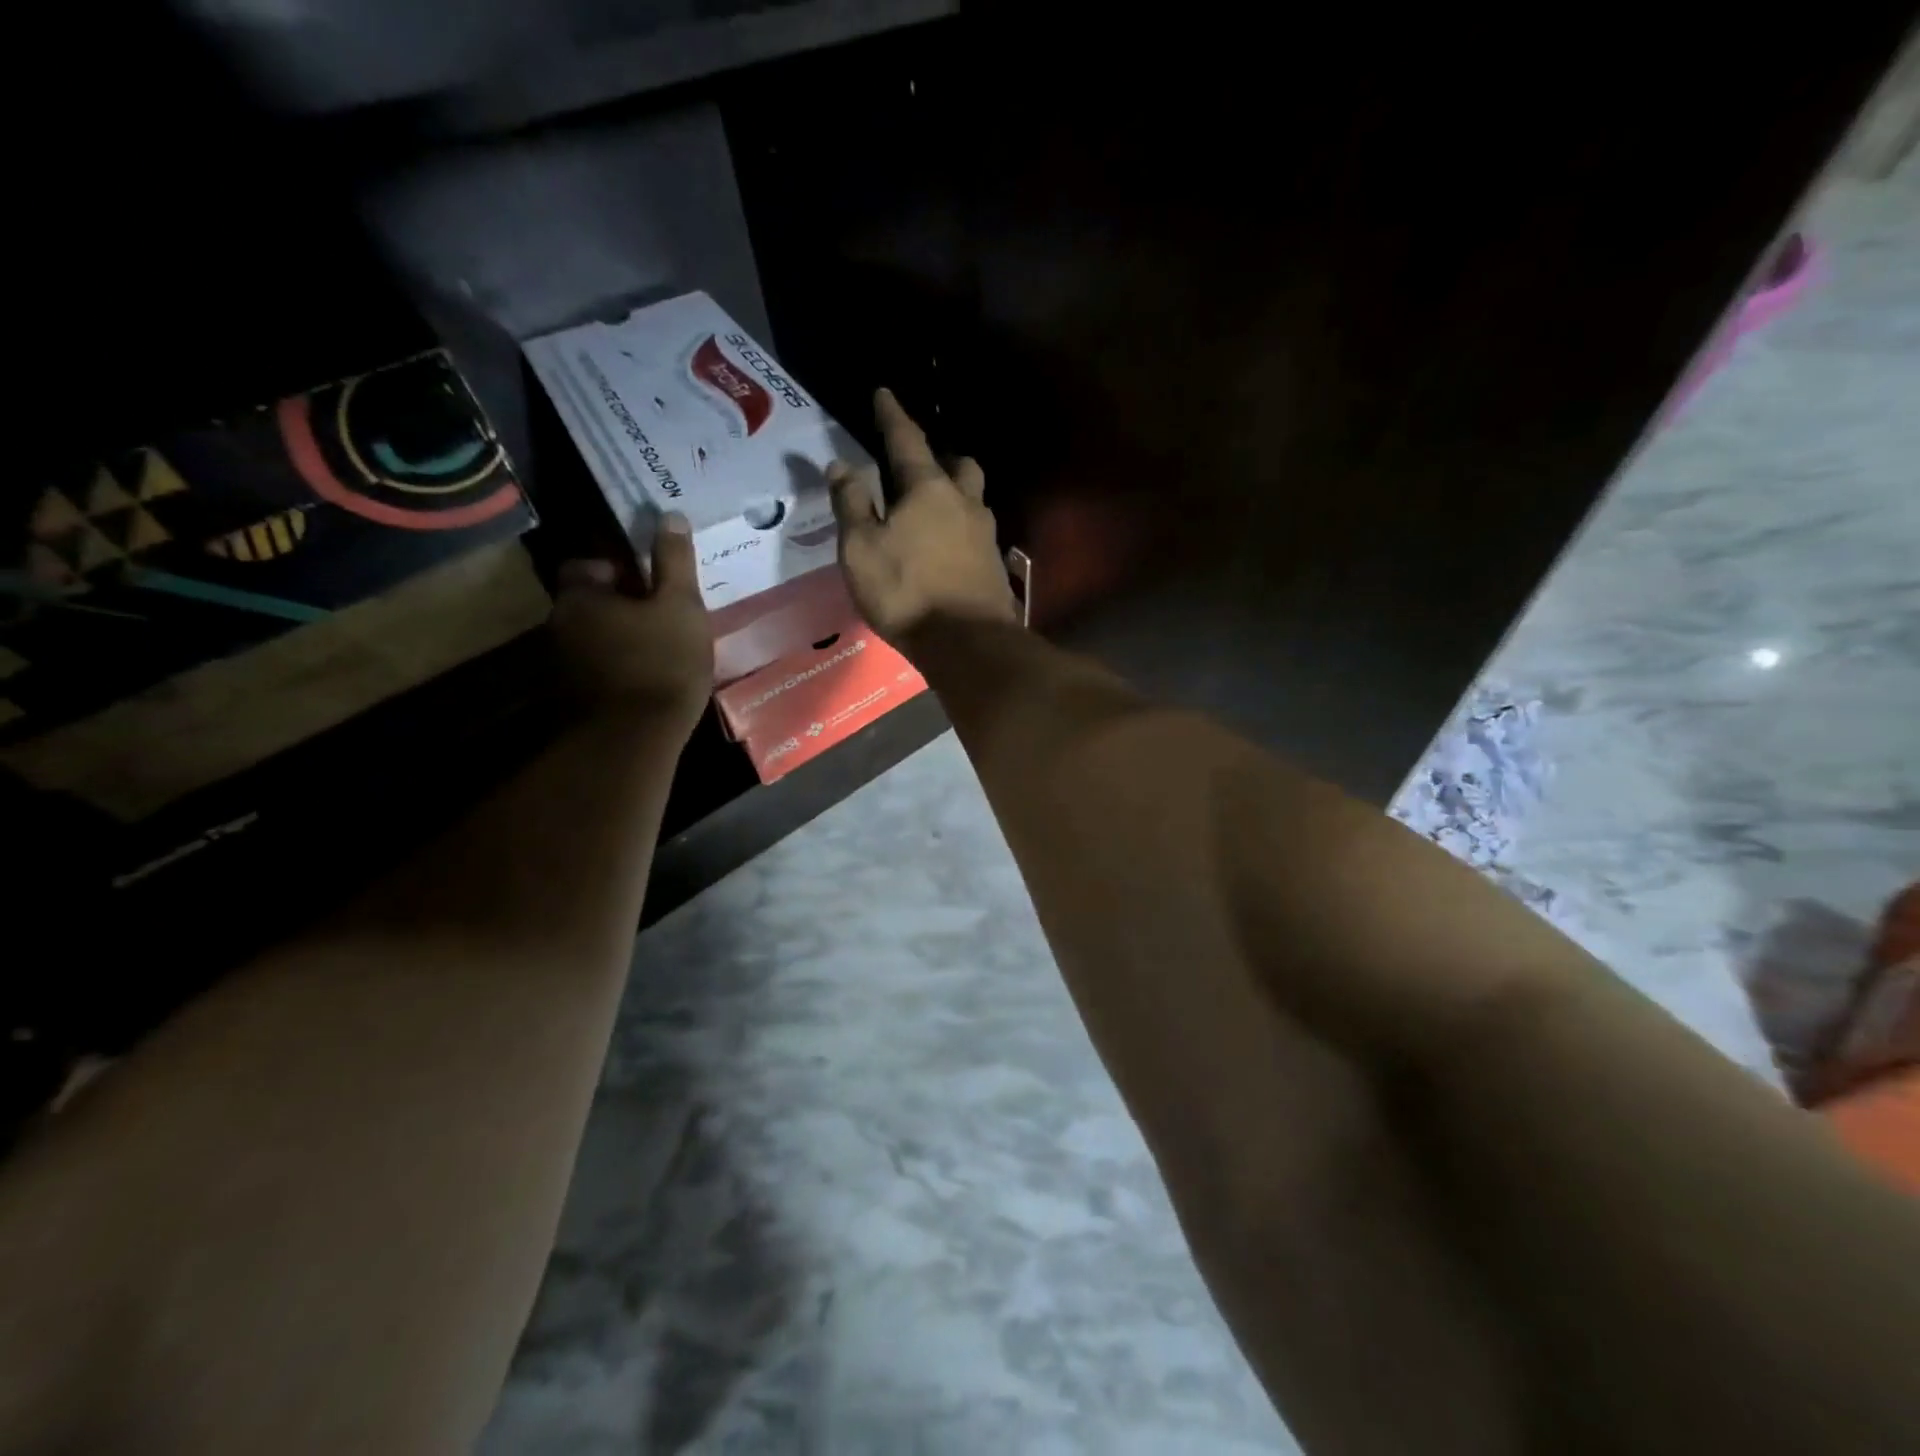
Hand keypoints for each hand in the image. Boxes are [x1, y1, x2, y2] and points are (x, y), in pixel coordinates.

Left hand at [549, 511, 711, 733]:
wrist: (635, 740)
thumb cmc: (661, 662)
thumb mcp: (680, 606)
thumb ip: (674, 561)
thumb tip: (670, 516)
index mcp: (579, 597)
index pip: (584, 566)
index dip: (615, 570)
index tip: (647, 583)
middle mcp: (560, 626)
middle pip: (589, 605)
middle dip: (621, 607)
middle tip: (663, 617)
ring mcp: (563, 667)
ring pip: (594, 639)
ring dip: (621, 640)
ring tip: (662, 651)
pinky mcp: (573, 700)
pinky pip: (599, 670)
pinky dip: (620, 669)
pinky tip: (650, 681)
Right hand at [829, 388, 1018, 644]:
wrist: (966, 643)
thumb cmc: (906, 591)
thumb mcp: (861, 548)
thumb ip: (851, 504)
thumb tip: (841, 465)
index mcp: (928, 489)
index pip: (907, 440)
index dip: (892, 416)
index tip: (884, 393)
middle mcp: (965, 503)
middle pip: (959, 466)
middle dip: (940, 457)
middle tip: (920, 466)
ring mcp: (986, 535)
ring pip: (974, 499)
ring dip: (956, 494)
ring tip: (934, 509)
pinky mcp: (994, 566)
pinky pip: (977, 534)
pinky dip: (961, 530)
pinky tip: (949, 547)